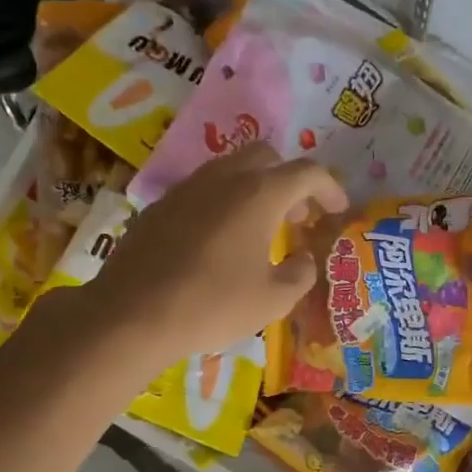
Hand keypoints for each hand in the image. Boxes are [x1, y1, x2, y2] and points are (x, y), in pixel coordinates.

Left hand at [83, 143, 345, 365]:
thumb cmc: (213, 305)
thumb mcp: (273, 300)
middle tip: (298, 216)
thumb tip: (302, 259)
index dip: (330, 188)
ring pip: (231, 168)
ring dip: (255, 188)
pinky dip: (224, 202)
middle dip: (290, 181)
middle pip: (267, 156)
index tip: (338, 211)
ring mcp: (187, 188)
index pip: (307, 173)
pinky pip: (202, 189)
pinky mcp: (160, 205)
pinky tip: (220, 240)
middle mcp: (224, 178)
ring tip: (261, 228)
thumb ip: (300, 274)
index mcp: (259, 194)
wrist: (132, 314)